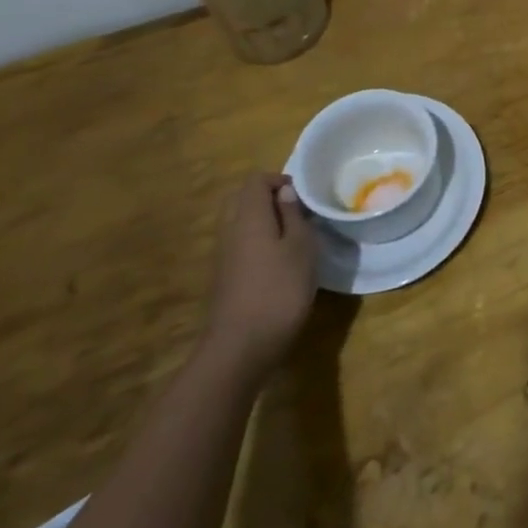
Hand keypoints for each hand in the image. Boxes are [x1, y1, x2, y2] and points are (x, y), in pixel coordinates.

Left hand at [204, 174, 318, 377]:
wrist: (240, 347)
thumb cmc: (279, 289)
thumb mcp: (301, 247)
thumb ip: (293, 215)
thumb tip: (284, 192)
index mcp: (248, 217)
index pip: (255, 181)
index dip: (279, 180)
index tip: (304, 196)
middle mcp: (230, 231)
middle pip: (243, 199)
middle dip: (269, 199)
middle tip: (298, 212)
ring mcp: (223, 256)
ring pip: (240, 223)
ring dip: (264, 222)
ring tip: (293, 237)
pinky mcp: (225, 277)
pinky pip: (240, 244)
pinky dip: (258, 242)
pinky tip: (279, 262)